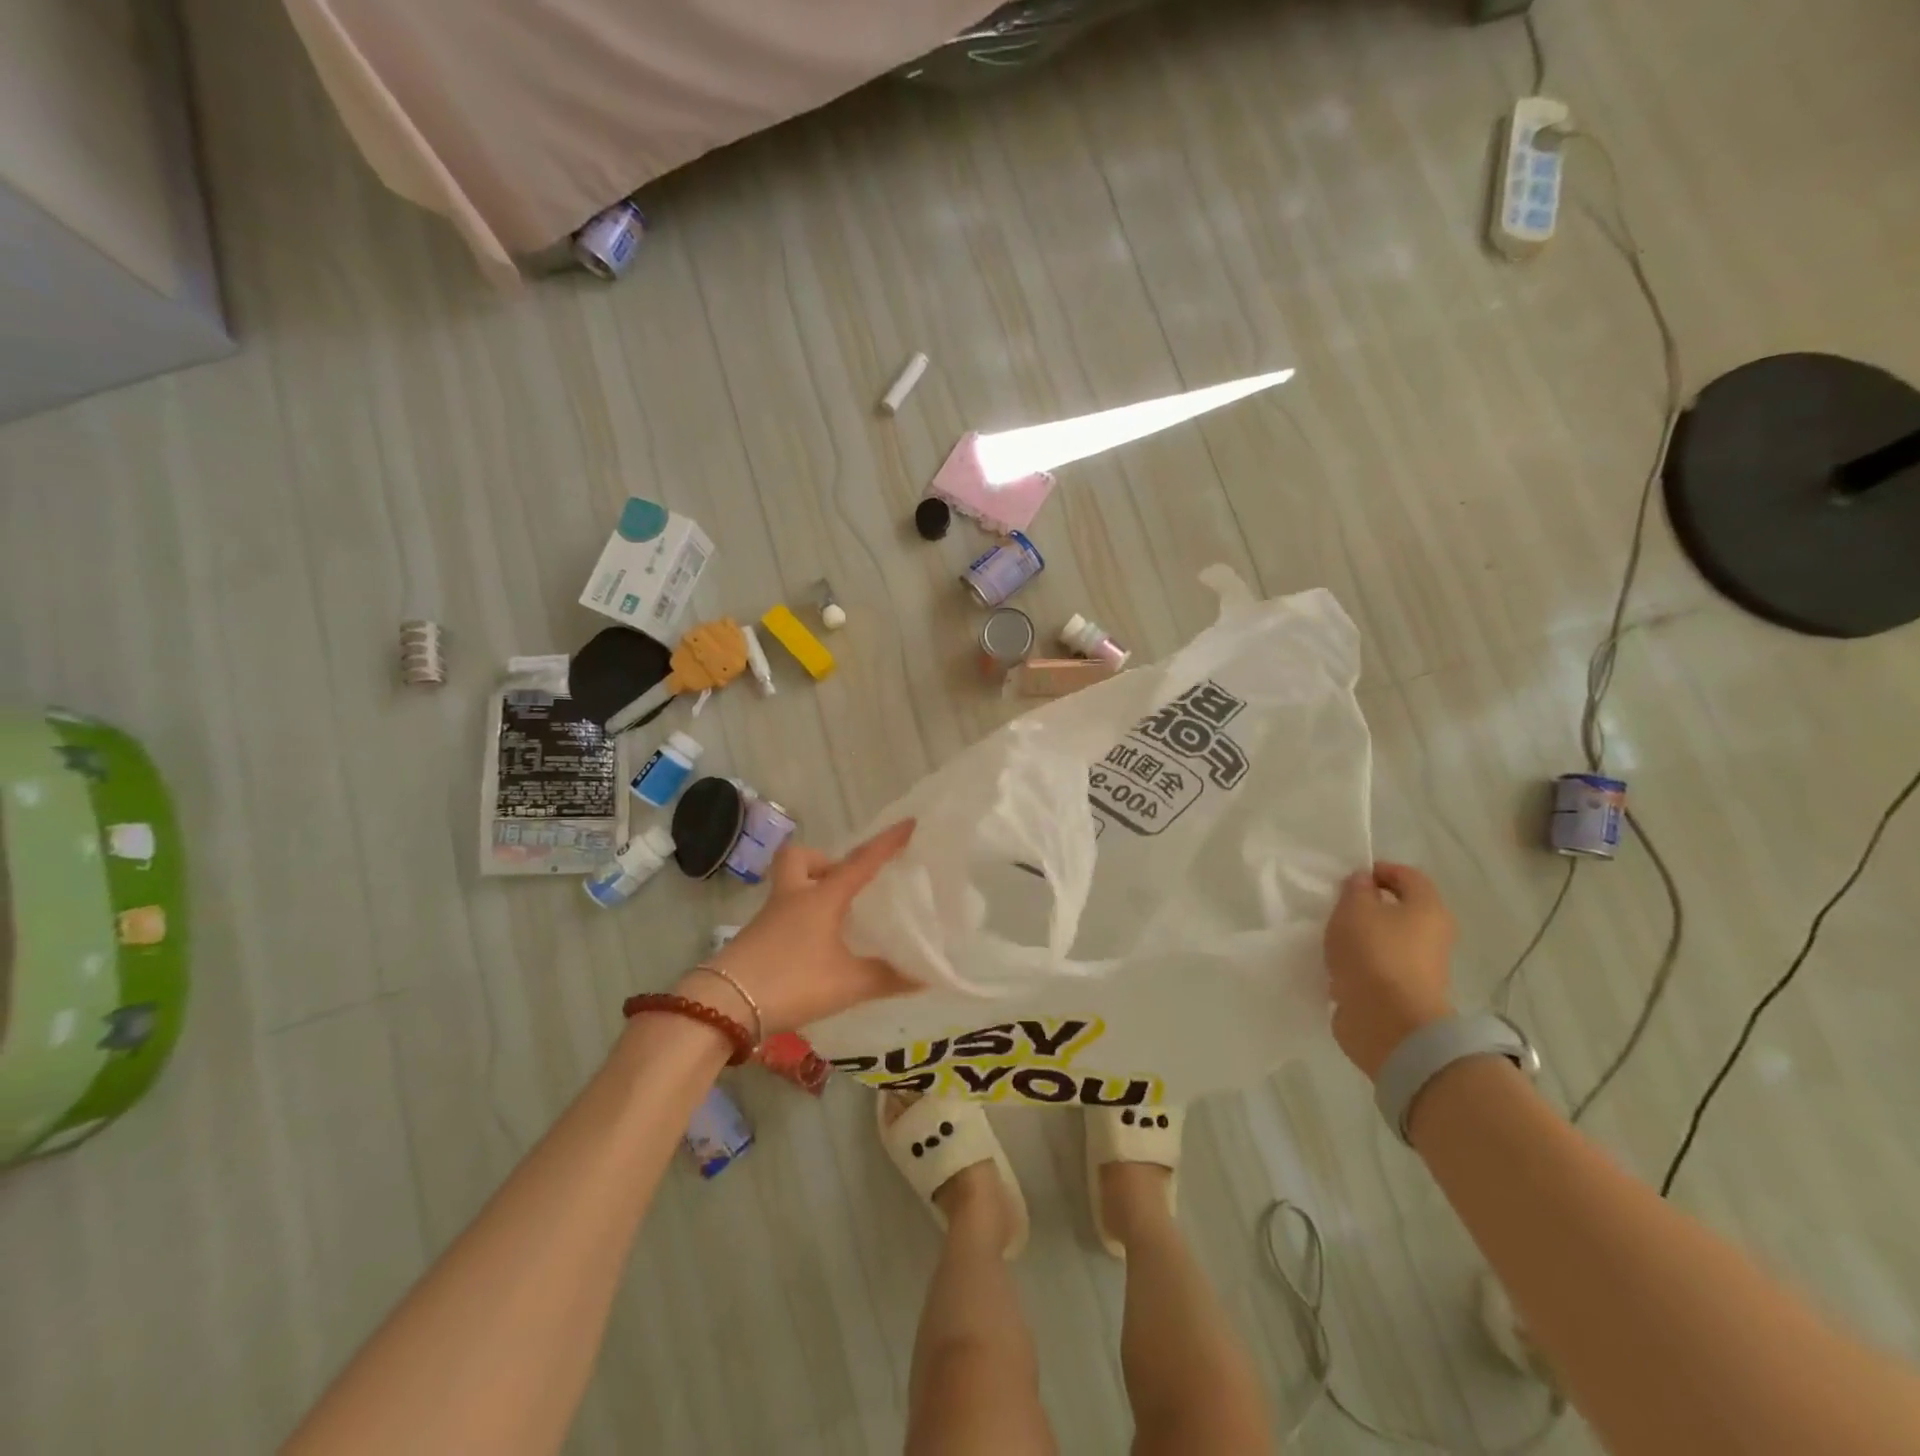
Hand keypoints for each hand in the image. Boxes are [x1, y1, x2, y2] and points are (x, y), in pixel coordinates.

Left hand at [678, 820, 916, 1037]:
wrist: (724, 1006)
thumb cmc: (792, 981)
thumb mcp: (848, 983)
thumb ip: (887, 978)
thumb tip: (925, 976)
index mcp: (821, 897)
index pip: (861, 862)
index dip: (886, 843)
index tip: (908, 823)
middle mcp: (793, 897)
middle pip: (800, 858)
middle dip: (823, 861)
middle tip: (845, 883)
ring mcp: (769, 918)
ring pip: (789, 886)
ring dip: (811, 891)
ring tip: (838, 920)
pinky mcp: (755, 939)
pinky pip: (783, 914)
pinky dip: (802, 921)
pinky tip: (816, 948)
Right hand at [1325, 862, 1456, 1081]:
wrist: (1389, 1023)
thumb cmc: (1374, 954)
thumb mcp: (1354, 909)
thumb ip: (1355, 889)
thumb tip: (1363, 882)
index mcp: (1428, 909)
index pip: (1408, 876)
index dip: (1379, 870)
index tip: (1348, 877)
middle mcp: (1432, 936)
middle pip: (1400, 910)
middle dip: (1368, 906)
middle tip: (1336, 908)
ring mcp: (1420, 968)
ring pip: (1387, 940)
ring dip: (1361, 938)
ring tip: (1331, 939)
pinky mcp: (1403, 994)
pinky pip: (1379, 968)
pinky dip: (1360, 965)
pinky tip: (1336, 967)